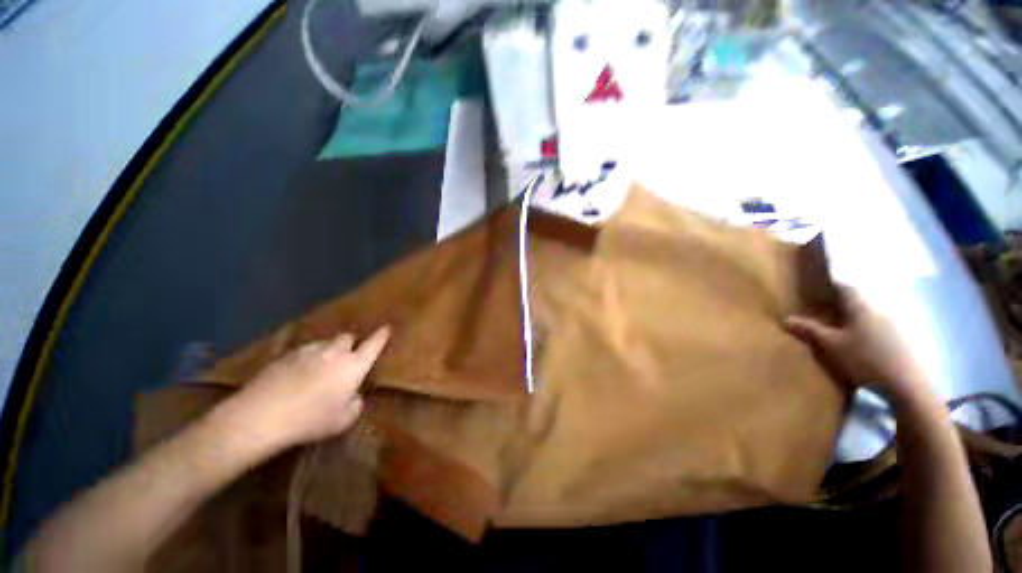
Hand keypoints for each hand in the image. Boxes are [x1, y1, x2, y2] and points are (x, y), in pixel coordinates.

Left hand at [219, 327, 389, 450]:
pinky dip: (307, 358)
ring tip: (320, 367)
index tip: (387, 328)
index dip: (381, 336)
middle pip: (347, 337)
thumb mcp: (342, 421)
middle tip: (346, 358)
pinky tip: (297, 374)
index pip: (374, 344)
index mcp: (354, 365)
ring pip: (325, 343)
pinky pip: (303, 351)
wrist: (261, 416)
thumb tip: (354, 397)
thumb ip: (355, 405)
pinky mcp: (285, 355)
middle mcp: (335, 352)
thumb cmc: (310, 419)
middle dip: (350, 344)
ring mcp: (309, 351)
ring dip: (327, 351)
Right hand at [784, 288, 923, 394]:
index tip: (817, 288)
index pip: (845, 288)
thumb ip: (810, 330)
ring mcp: (891, 327)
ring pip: (866, 316)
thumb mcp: (831, 345)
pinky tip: (855, 344)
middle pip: (857, 302)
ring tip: (835, 328)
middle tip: (820, 309)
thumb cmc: (865, 359)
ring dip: (851, 319)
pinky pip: (875, 329)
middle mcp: (878, 311)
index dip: (831, 286)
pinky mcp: (898, 342)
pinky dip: (862, 331)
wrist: (906, 385)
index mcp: (861, 307)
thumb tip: (786, 319)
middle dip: (839, 304)